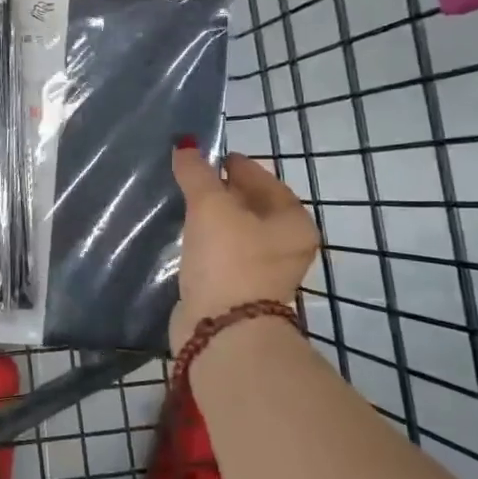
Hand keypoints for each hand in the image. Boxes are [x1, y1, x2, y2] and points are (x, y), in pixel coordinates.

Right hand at [170, 145, 320, 354]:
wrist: (222, 332)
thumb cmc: (228, 259)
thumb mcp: (210, 206)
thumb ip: (197, 172)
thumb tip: (185, 145)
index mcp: (294, 222)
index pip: (264, 179)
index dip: (235, 166)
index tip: (207, 158)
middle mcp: (286, 246)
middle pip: (251, 205)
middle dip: (222, 192)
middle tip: (190, 179)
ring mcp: (263, 271)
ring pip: (235, 231)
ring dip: (212, 218)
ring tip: (183, 204)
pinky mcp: (239, 290)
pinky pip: (222, 254)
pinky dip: (206, 242)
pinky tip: (185, 236)